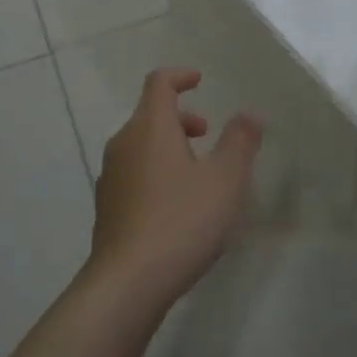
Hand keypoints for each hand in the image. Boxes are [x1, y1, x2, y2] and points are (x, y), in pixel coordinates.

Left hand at [90, 68, 261, 307]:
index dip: (180, 76)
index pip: (159, 83)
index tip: (200, 80)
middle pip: (149, 114)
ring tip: (198, 173)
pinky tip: (176, 205)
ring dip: (169, 146)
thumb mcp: (224, 180)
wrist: (128, 281)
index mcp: (149, 127)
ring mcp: (110, 176)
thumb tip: (248, 114)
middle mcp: (123, 144)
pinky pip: (134, 173)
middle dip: (181, 117)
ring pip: (141, 145)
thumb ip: (239, 142)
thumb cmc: (181, 221)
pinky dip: (156, 171)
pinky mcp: (107, 206)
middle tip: (207, 134)